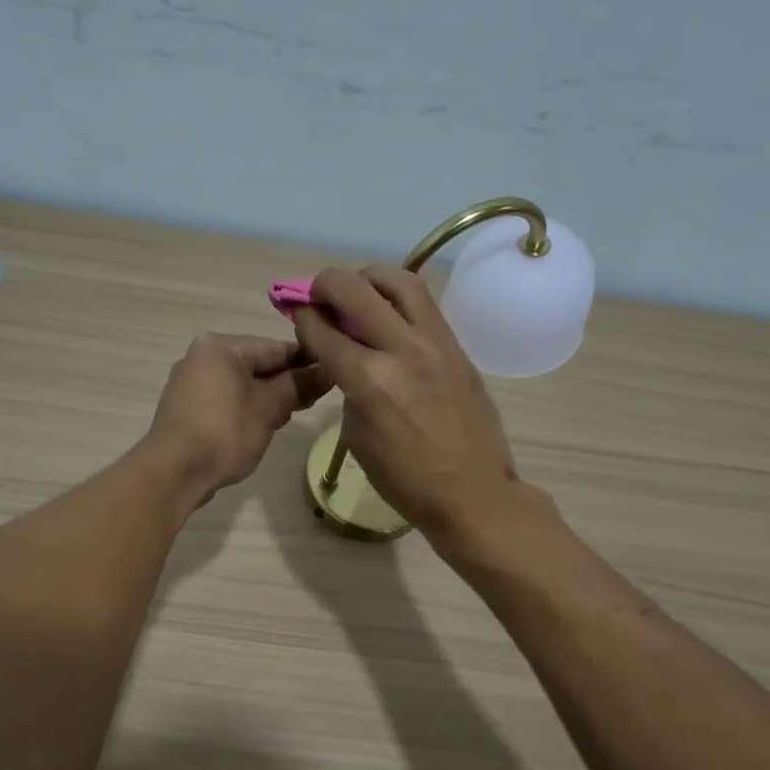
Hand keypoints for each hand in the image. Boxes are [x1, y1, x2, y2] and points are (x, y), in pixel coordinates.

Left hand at [144, 334, 327, 509]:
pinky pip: (226, 400)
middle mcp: (201, 356)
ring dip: (269, 398)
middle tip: (318, 399)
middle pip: (257, 364)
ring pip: (242, 384)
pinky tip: (264, 425)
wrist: (173, 473)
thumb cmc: (224, 432)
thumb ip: (299, 385)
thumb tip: (327, 371)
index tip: (333, 374)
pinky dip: (247, 409)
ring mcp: (190, 384)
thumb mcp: (269, 408)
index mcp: (220, 346)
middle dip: (288, 382)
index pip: (275, 347)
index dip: (308, 361)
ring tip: (294, 415)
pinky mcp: (186, 409)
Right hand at [292, 266, 521, 535]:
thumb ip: (348, 389)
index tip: (298, 314)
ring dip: (369, 278)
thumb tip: (347, 360)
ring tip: (358, 291)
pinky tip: (390, 314)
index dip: (303, 317)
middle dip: (326, 284)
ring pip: (399, 281)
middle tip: (318, 294)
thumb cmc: (404, 479)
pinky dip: (399, 299)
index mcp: (369, 380)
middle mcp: (401, 349)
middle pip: (355, 289)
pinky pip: (425, 305)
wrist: (472, 492)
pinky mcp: (458, 347)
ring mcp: (436, 343)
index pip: (324, 329)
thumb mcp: (356, 437)